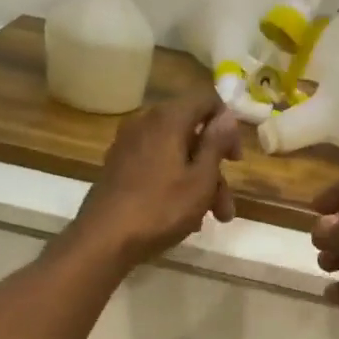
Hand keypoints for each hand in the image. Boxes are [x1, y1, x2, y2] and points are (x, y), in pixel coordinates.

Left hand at [65, 92, 241, 268]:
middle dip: (214, 170)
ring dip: (197, 183)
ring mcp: (128, 145)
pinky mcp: (118, 167)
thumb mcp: (200, 180)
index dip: (227, 125)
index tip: (234, 159)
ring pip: (174, 155)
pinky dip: (173, 184)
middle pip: (191, 134)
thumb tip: (227, 116)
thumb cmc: (160, 209)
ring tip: (208, 220)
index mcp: (168, 119)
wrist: (104, 239)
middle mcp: (145, 123)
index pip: (205, 100)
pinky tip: (182, 216)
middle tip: (225, 207)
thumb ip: (215, 145)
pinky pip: (155, 166)